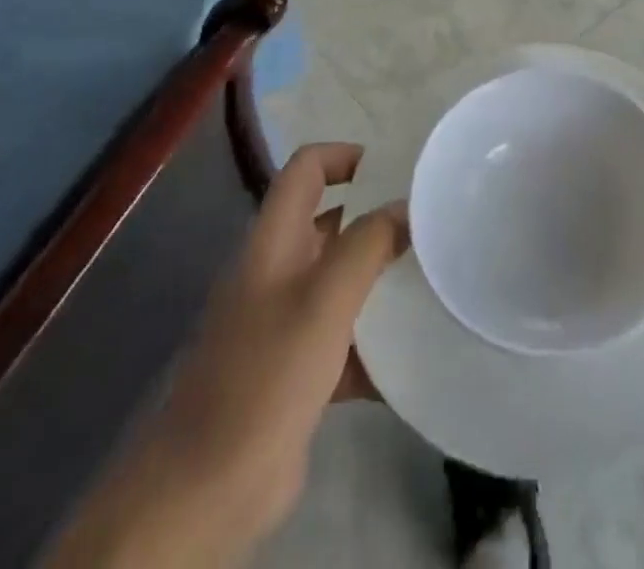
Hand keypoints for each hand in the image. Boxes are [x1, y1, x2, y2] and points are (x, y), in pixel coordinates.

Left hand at [45, 143, 406, 568]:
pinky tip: (417, 353)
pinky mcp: (298, 370)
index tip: (395, 170)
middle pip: (333, 222)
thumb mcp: (325, 299)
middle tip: (431, 222)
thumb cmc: (267, 374)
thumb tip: (405, 206)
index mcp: (275, 240)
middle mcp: (279, 270)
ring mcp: (286, 322)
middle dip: (379, 219)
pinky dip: (376, 342)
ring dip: (382, 280)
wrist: (208, 488)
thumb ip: (368, 244)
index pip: (307, 168)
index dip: (346, 156)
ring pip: (343, 281)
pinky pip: (346, 338)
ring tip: (435, 277)